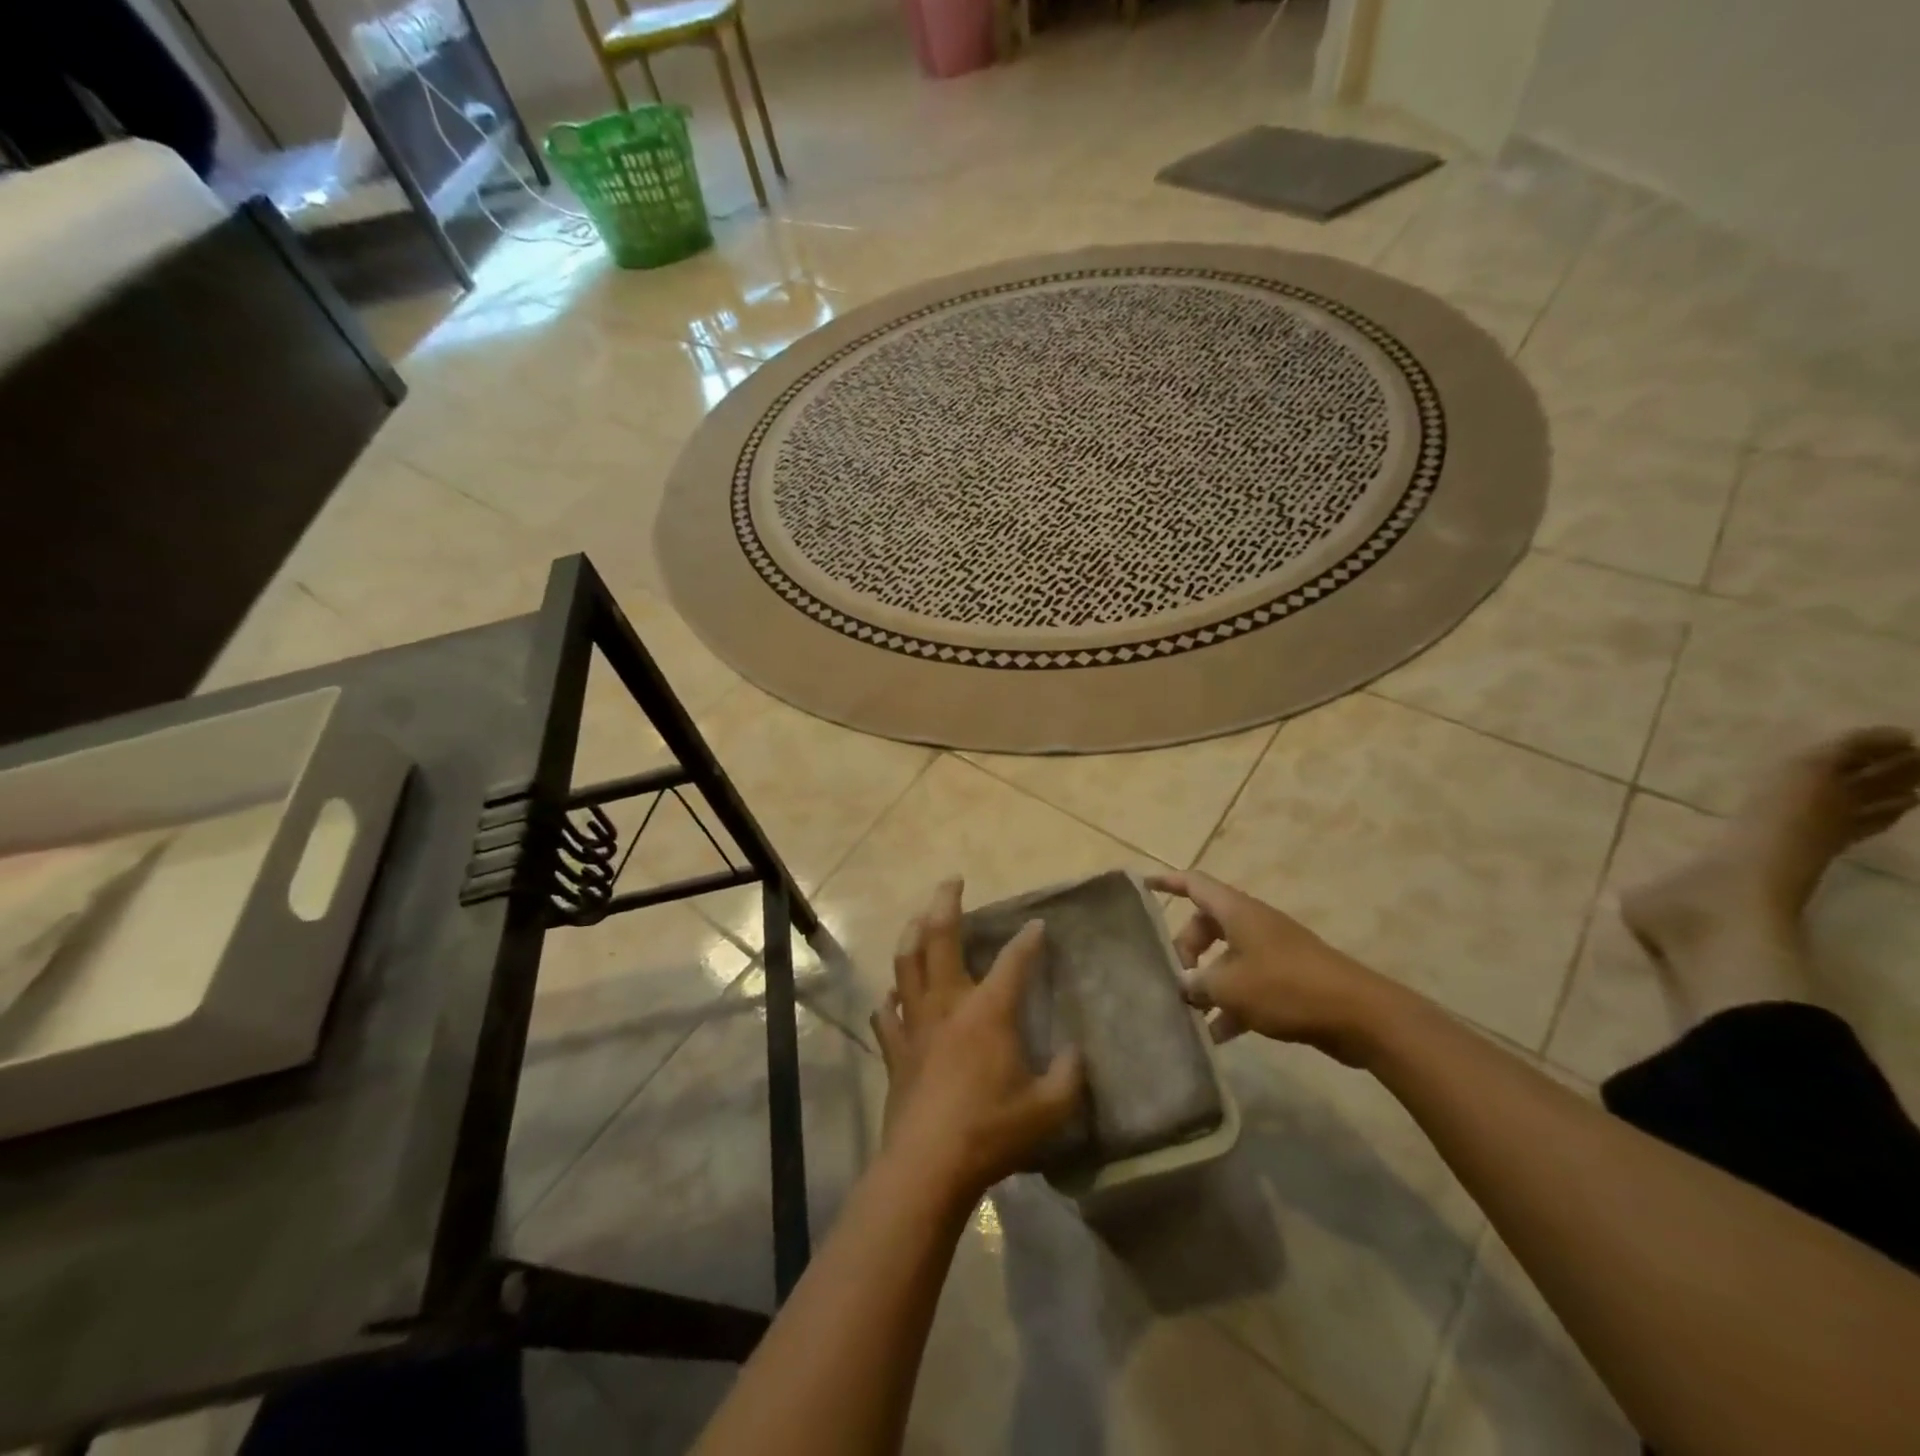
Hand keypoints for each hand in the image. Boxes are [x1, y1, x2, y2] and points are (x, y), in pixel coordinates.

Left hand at [869, 879, 1083, 1199]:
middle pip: (940, 938)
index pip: (1014, 961)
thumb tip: (1075, 1052)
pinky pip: (886, 1013)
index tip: (1038, 925)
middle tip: (951, 880)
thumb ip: (1070, 1076)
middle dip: (946, 902)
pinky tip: (892, 995)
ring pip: (906, 963)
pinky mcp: (894, 1049)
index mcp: (988, 1011)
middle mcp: (948, 1004)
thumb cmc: (992, 1132)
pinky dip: (890, 998)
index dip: (1029, 940)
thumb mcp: (1049, 1109)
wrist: (928, 1166)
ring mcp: (915, 1023)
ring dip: (912, 933)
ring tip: (919, 917)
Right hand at [1149, 870, 1397, 1065]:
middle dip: (1186, 949)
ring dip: (1208, 983)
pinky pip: (1248, 985)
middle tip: (1175, 978)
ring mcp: (1272, 953)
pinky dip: (1231, 1005)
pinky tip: (1217, 1037)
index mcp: (1237, 913)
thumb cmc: (1286, 987)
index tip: (1142, 884)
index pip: (1194, 884)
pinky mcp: (1288, 980)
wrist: (1359, 1015)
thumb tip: (1182, 986)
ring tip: (1190, 1013)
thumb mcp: (1230, 986)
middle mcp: (1253, 925)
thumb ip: (1197, 984)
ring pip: (1226, 959)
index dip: (1168, 882)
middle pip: (1207, 925)